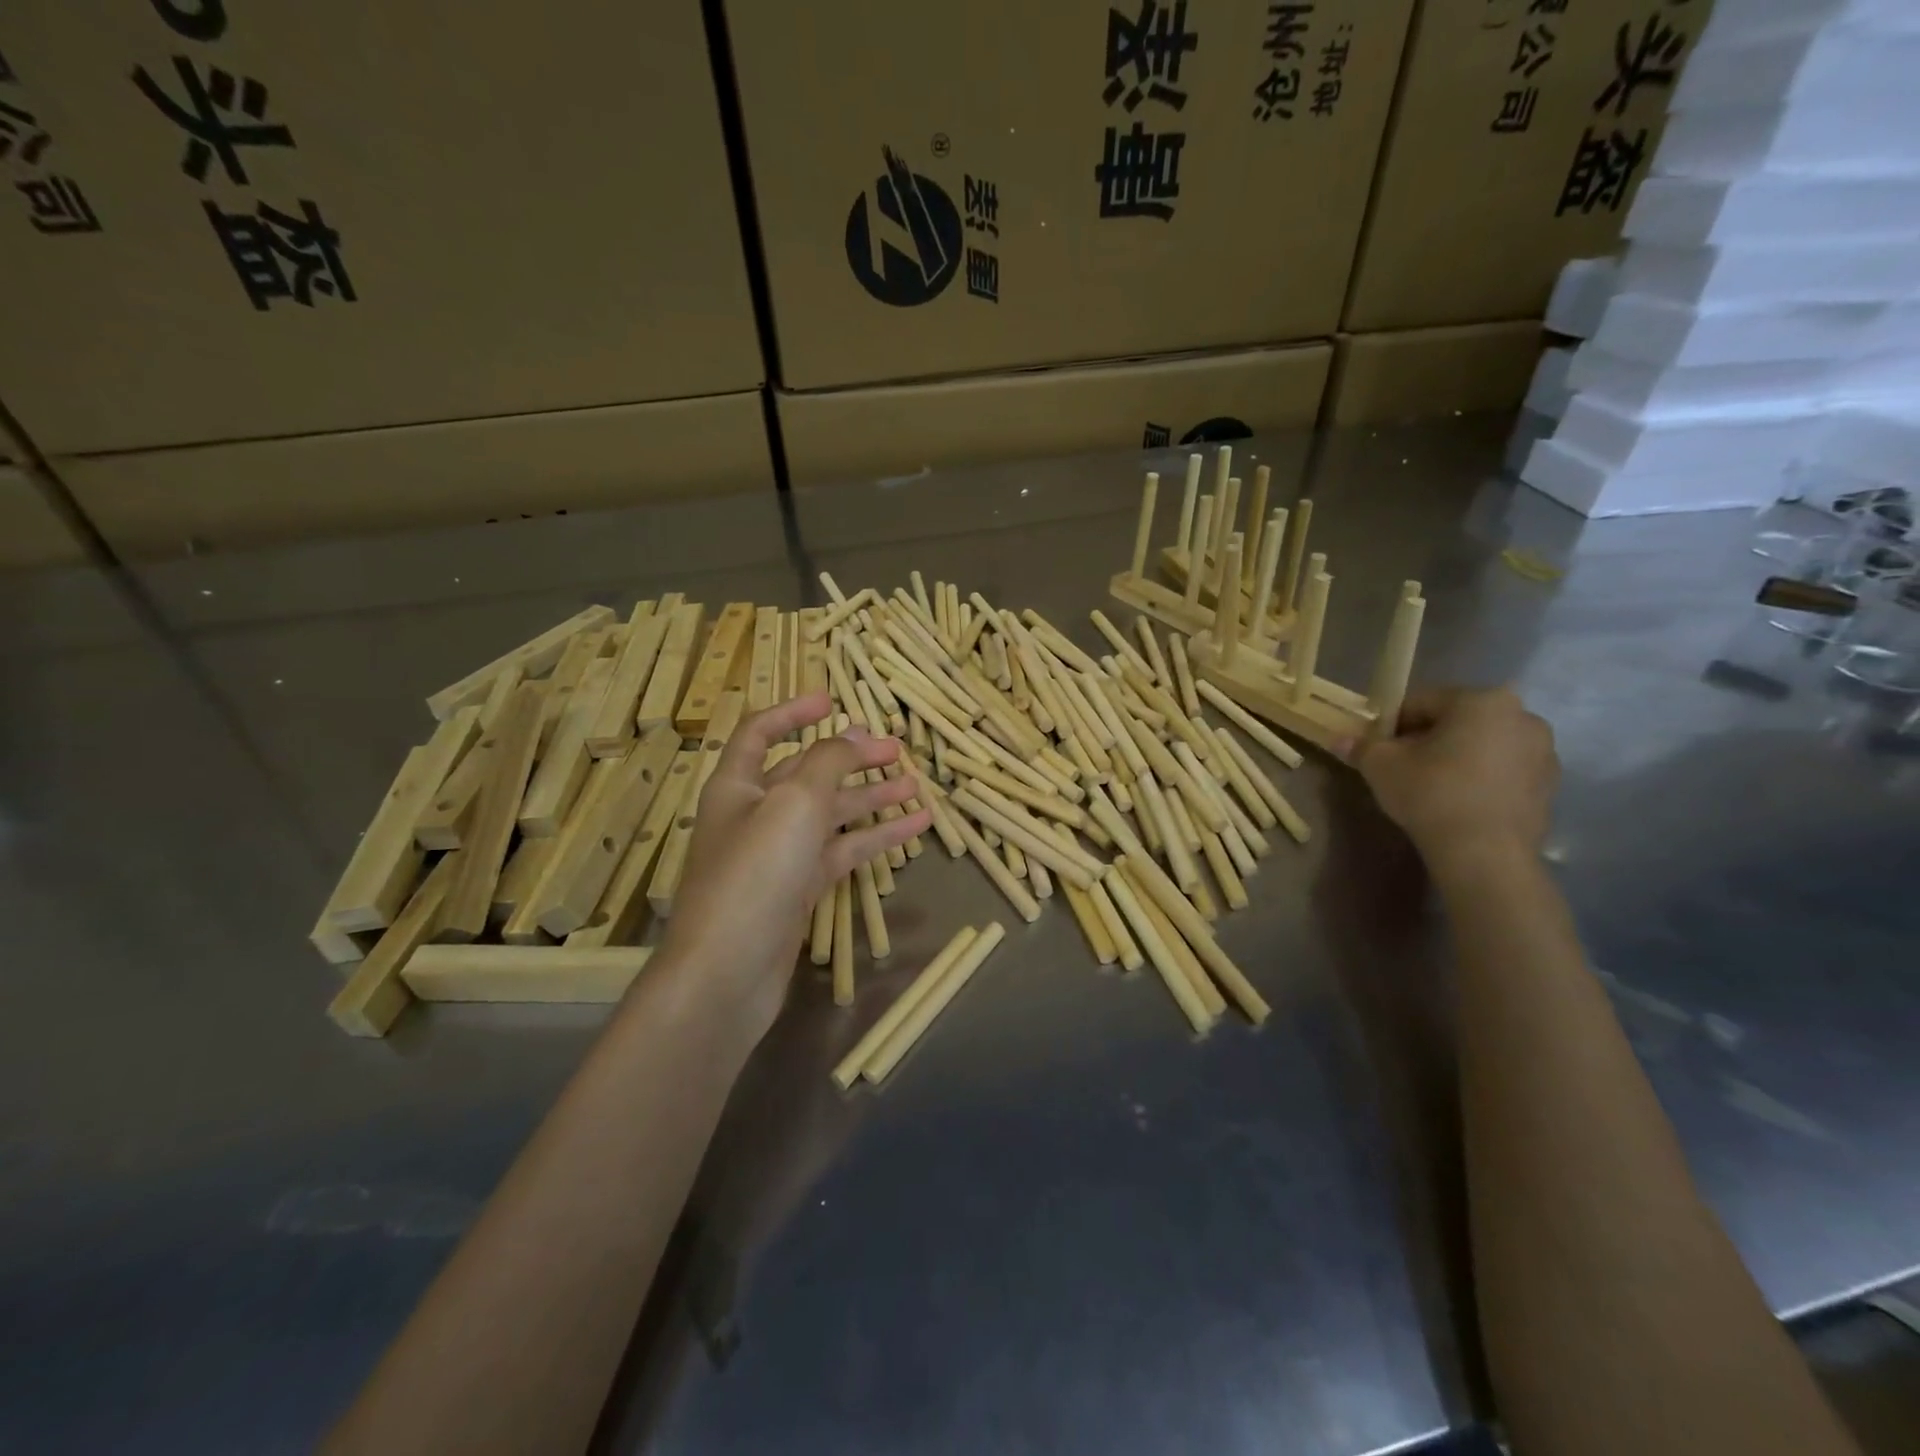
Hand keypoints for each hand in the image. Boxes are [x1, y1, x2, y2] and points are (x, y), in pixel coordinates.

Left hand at [661, 691, 931, 1045]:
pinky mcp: (799, 889)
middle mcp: (755, 814)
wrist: (727, 973)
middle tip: (896, 750)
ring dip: (871, 798)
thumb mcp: (795, 803)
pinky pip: (842, 851)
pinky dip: (875, 838)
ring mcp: (779, 855)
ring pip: (831, 814)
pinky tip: (914, 828)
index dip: (794, 712)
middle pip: (807, 773)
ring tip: (915, 785)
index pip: (760, 732)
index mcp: (737, 785)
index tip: (833, 701)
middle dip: (850, 758)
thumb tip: (854, 735)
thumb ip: (828, 762)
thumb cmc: (755, 874)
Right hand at [1345, 688, 1557, 869]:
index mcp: (1482, 700)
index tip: (1377, 747)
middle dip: (1427, 738)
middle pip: (1457, 721)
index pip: (1422, 702)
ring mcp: (1544, 752)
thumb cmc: (1431, 793)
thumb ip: (1361, 746)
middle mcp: (1522, 716)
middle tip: (1401, 766)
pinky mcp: (1549, 786)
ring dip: (1457, 757)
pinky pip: (1503, 770)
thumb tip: (1339, 739)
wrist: (1485, 853)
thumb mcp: (1381, 766)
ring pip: (1483, 745)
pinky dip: (1481, 778)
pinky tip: (1459, 802)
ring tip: (1431, 786)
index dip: (1392, 723)